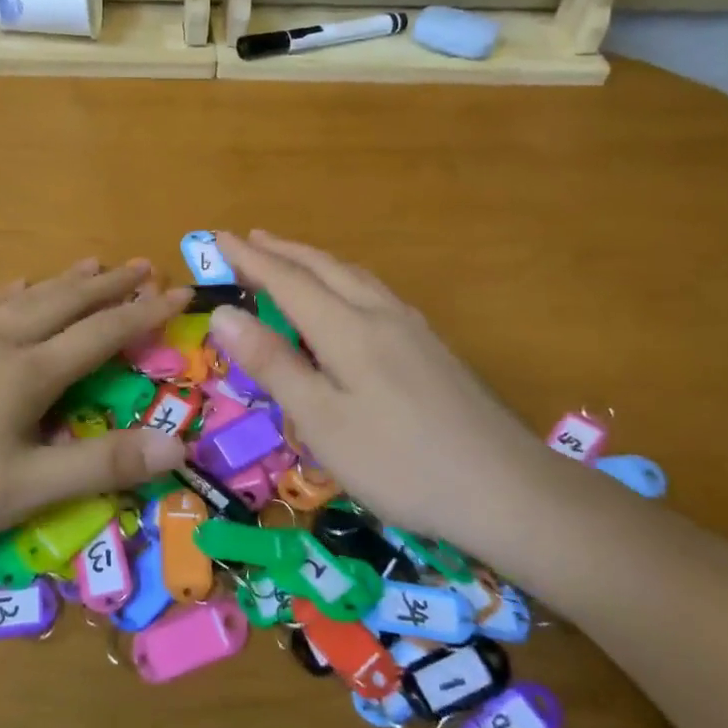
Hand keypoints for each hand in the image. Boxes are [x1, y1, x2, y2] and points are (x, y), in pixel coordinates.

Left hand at [0, 259, 191, 554]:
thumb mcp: (25, 488)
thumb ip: (101, 464)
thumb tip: (176, 443)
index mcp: (27, 372)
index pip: (101, 334)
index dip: (144, 313)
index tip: (181, 292)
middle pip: (63, 304)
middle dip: (108, 286)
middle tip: (144, 266)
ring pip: (22, 301)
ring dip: (62, 282)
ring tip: (90, 264)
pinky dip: (2, 295)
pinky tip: (10, 288)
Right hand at [208, 231, 546, 545]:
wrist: (507, 489)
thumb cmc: (399, 462)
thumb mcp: (323, 421)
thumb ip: (274, 364)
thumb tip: (224, 313)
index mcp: (349, 329)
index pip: (288, 281)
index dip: (251, 259)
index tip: (220, 238)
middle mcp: (382, 315)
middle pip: (326, 269)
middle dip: (284, 252)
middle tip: (251, 239)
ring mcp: (414, 330)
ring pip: (356, 278)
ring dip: (317, 262)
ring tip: (293, 260)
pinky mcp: (434, 349)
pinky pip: (377, 294)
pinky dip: (346, 281)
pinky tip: (352, 299)